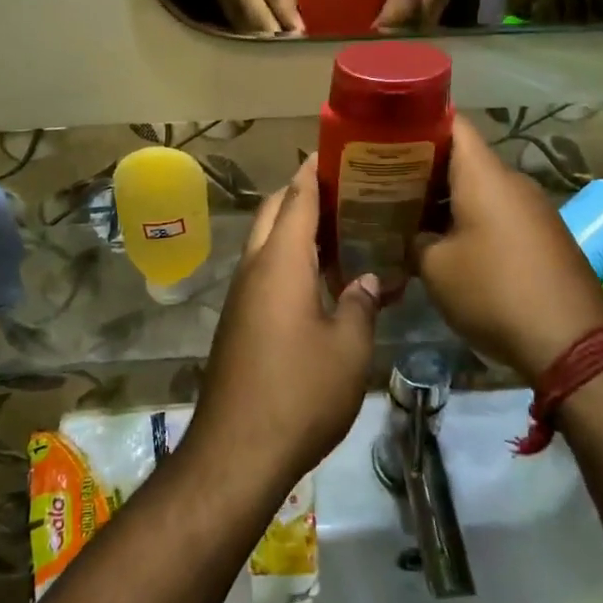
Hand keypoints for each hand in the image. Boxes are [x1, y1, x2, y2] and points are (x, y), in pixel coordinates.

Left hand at [185, 156, 380, 494]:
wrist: (236, 452)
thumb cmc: (299, 392)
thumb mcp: (349, 349)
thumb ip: (361, 304)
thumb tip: (366, 280)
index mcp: (281, 260)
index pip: (297, 196)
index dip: (316, 169)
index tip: (340, 151)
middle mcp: (256, 266)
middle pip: (276, 210)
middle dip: (305, 193)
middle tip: (349, 190)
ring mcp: (243, 294)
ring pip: (268, 240)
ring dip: (298, 228)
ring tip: (344, 228)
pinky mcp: (240, 320)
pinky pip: (266, 270)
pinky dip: (292, 259)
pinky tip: (324, 280)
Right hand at [414, 117, 602, 383]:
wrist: (571, 342)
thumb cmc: (493, 290)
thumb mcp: (436, 268)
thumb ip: (416, 240)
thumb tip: (416, 235)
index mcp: (484, 174)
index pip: (453, 123)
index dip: (421, 122)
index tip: (390, 134)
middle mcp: (512, 181)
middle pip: (464, 157)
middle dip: (426, 166)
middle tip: (388, 181)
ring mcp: (533, 208)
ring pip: (482, 188)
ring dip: (449, 197)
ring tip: (412, 213)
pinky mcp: (545, 235)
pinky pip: (500, 212)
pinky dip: (473, 218)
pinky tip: (450, 243)